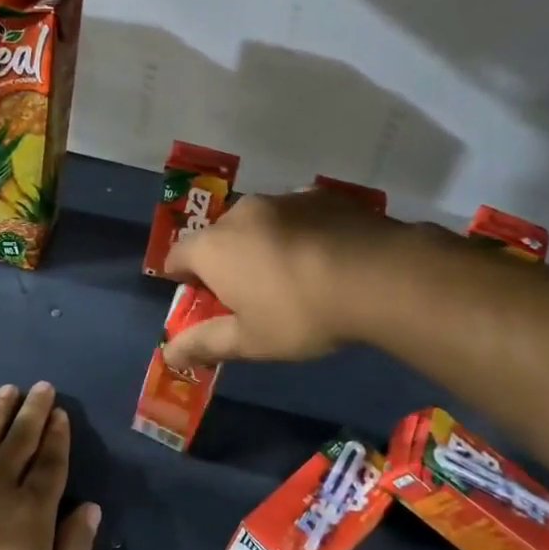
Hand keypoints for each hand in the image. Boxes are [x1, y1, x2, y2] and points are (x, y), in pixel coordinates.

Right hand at [164, 189, 412, 368]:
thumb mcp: (250, 340)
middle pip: (218, 236)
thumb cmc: (300, 313)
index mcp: (213, 246)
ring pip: (258, 222)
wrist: (379, 276)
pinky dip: (297, 232)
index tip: (198, 298)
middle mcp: (241, 213)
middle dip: (224, 261)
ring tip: (290, 275)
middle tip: (247, 294)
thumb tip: (169, 354)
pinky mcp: (322, 195)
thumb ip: (205, 344)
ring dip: (261, 244)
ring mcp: (283, 198)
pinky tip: (322, 257)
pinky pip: (295, 214)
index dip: (181, 278)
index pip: (177, 255)